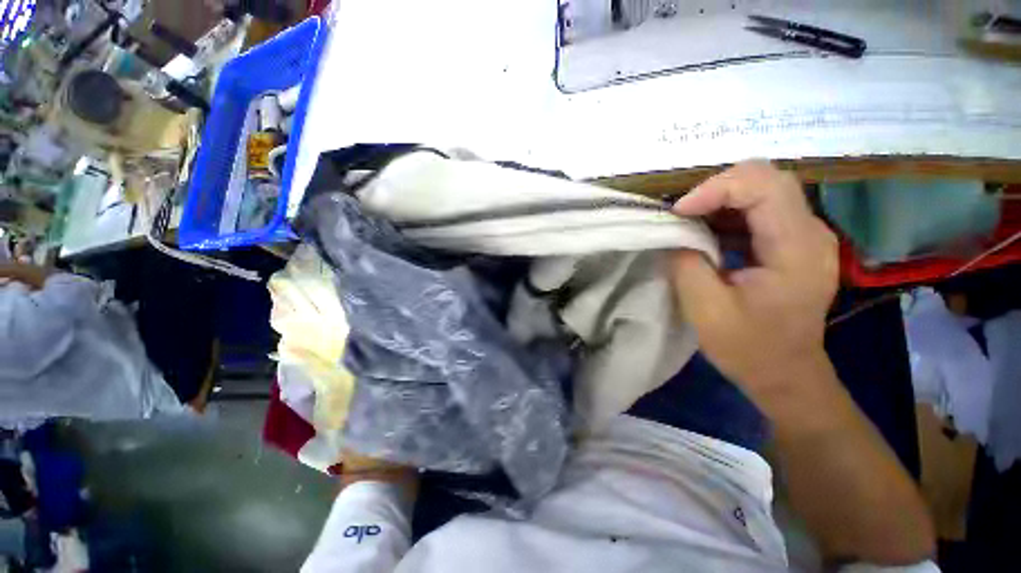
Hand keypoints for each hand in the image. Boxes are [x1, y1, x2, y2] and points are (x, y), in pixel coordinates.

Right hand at [669, 161, 838, 400]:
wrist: (785, 375)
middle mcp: (811, 232)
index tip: (678, 213)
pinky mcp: (793, 243)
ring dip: (720, 201)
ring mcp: (806, 236)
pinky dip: (728, 215)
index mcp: (797, 248)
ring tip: (688, 222)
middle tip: (681, 214)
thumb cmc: (748, 348)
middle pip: (766, 179)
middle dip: (716, 189)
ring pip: (762, 191)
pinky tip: (706, 234)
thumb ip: (686, 263)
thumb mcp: (706, 309)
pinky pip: (760, 212)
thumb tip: (674, 233)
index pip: (763, 185)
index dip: (715, 189)